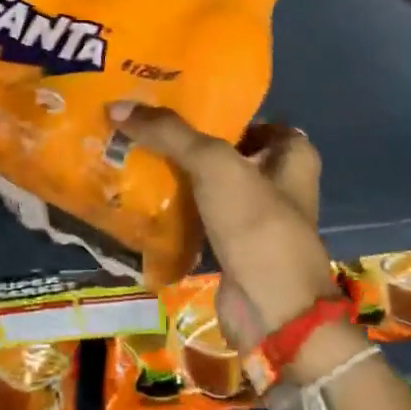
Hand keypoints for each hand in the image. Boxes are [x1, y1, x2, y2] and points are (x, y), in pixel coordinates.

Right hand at [109, 103, 338, 350]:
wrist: (272, 312)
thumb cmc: (256, 224)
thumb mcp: (214, 164)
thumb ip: (170, 133)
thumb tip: (118, 107)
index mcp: (291, 154)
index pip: (249, 117)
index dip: (215, 107)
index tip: (171, 98)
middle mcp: (278, 182)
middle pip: (225, 150)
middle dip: (186, 141)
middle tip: (141, 124)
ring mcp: (255, 217)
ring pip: (208, 185)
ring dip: (177, 175)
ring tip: (131, 152)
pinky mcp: (232, 247)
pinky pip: (198, 217)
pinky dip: (175, 209)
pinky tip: (140, 195)